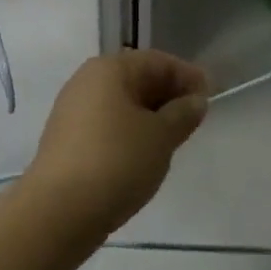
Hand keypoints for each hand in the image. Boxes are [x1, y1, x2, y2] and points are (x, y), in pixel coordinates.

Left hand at [25, 49, 210, 242]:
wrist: (60, 208)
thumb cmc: (117, 161)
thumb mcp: (161, 136)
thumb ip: (182, 114)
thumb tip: (194, 100)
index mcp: (109, 69)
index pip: (156, 61)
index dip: (186, 75)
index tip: (211, 95)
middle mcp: (86, 81)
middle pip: (136, 78)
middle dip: (167, 94)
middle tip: (195, 118)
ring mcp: (72, 110)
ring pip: (121, 103)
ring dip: (149, 114)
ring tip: (174, 137)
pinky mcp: (67, 138)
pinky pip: (107, 124)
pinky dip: (130, 130)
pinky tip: (144, 152)